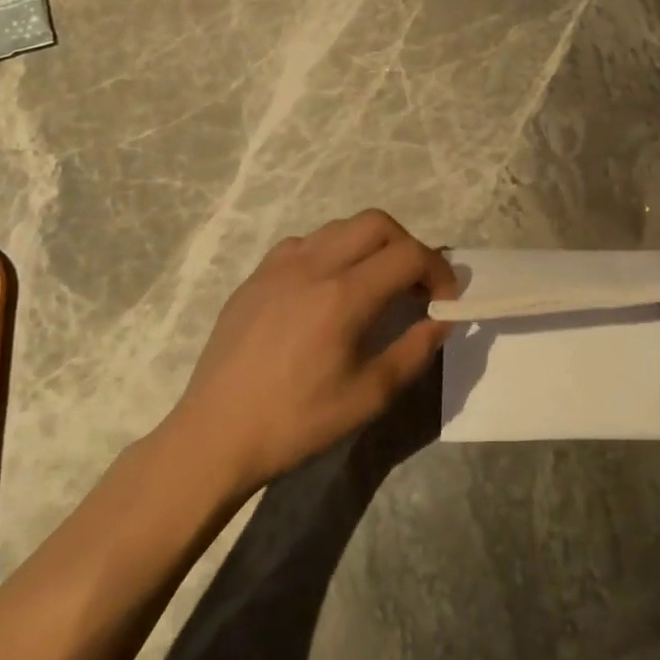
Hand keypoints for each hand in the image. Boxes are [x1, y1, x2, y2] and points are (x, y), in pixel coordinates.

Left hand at [159, 210, 457, 491]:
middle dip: (407, 247)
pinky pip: (304, 244)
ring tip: (373, 285)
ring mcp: (279, 266)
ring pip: (340, 227)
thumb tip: (443, 320)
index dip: (439, 271)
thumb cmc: (297, 422)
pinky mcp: (256, 276)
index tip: (443, 302)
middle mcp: (312, 266)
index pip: (409, 255)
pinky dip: (331, 253)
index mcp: (343, 296)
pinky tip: (326, 289)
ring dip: (369, 246)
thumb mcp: (369, 396)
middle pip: (377, 223)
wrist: (215, 436)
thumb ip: (415, 350)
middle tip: (413, 286)